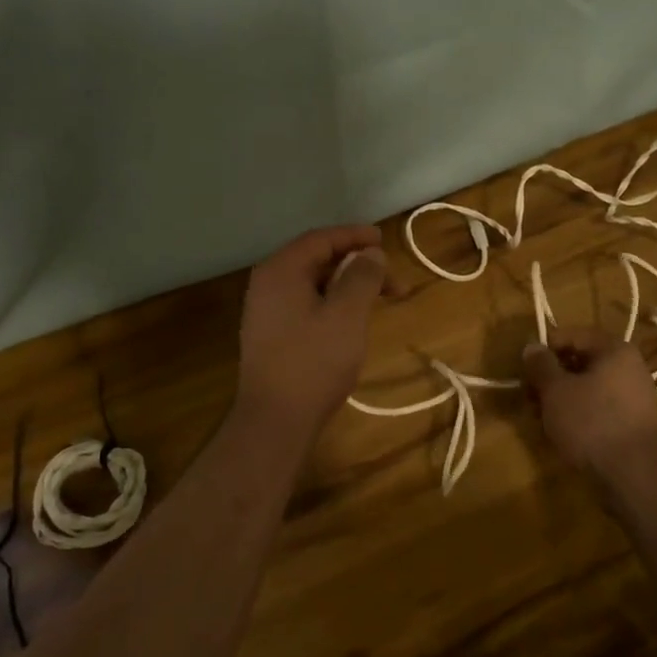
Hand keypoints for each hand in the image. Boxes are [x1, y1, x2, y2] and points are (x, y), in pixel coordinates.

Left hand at [235, 225, 388, 440]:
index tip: (384, 242)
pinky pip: (305, 305)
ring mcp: (266, 312)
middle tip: (390, 279)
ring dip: (346, 286)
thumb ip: (361, 276)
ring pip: (312, 285)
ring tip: (378, 300)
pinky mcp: (271, 336)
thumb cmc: (313, 362)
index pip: (320, 239)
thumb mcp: (346, 314)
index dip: (354, 236)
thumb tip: (370, 253)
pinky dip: (332, 304)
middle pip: (316, 260)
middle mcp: (267, 285)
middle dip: (355, 264)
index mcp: (281, 271)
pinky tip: (351, 321)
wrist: (275, 420)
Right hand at [521, 326, 656, 475]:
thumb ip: (541, 365)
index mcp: (614, 349)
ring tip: (541, 418)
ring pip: (587, 386)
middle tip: (529, 397)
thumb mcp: (556, 390)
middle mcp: (629, 366)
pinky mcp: (632, 421)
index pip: (570, 336)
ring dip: (562, 398)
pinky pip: (598, 406)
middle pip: (579, 361)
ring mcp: (633, 395)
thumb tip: (532, 346)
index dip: (543, 350)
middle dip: (551, 378)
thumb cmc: (592, 422)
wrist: (635, 474)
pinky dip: (578, 413)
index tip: (524, 370)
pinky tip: (562, 431)